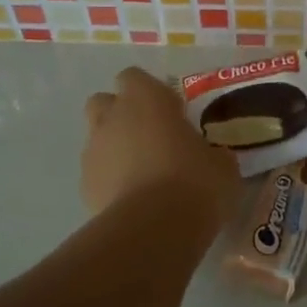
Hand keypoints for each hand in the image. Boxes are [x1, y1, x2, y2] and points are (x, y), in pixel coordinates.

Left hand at [81, 67, 238, 219]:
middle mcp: (113, 117)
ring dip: (115, 149)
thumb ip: (211, 152)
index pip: (134, 77)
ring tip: (144, 175)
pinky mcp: (84, 187)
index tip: (172, 113)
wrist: (154, 229)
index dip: (151, 93)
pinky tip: (133, 201)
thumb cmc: (194, 181)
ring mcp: (93, 152)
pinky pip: (97, 174)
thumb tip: (211, 157)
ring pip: (98, 139)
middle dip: (122, 115)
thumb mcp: (222, 164)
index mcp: (146, 98)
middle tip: (151, 137)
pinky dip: (110, 181)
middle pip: (104, 102)